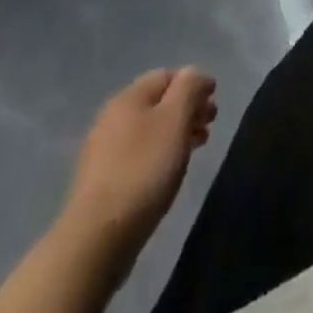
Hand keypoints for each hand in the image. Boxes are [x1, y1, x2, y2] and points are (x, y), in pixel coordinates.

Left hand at [59, 68, 217, 255]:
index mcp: (129, 98)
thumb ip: (188, 89)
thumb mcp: (175, 120)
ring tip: (197, 147)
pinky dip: (160, 153)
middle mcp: (113, 117)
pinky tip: (169, 171)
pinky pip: (139, 154)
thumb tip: (193, 73)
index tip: (215, 101)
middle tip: (210, 125)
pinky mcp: (103, 181)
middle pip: (158, 102)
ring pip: (149, 129)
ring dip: (176, 132)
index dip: (193, 83)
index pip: (167, 75)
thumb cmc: (143, 170)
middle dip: (187, 109)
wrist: (97, 238)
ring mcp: (104, 151)